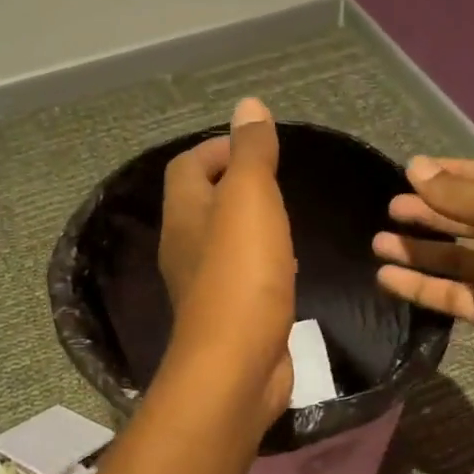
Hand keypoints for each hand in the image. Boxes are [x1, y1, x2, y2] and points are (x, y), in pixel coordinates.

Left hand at [159, 98, 295, 416]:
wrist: (237, 366)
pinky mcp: (229, 315)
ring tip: (285, 218)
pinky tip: (288, 266)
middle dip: (235, 186)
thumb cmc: (242, 274)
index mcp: (185, 214)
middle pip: (202, 204)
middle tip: (276, 182)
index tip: (257, 148)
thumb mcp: (250, 201)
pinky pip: (242, 275)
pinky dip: (262, 261)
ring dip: (249, 224)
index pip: (187, 168)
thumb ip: (251, 154)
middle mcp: (186, 247)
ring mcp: (205, 285)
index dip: (217, 150)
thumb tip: (248, 107)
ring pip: (223, 241)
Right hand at [373, 157, 473, 399]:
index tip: (410, 173)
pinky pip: (448, 294)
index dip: (448, 175)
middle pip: (464, 218)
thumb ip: (459, 194)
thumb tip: (415, 168)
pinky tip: (387, 279)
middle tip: (390, 209)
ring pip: (452, 257)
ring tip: (377, 242)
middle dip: (428, 211)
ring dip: (417, 249)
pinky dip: (419, 285)